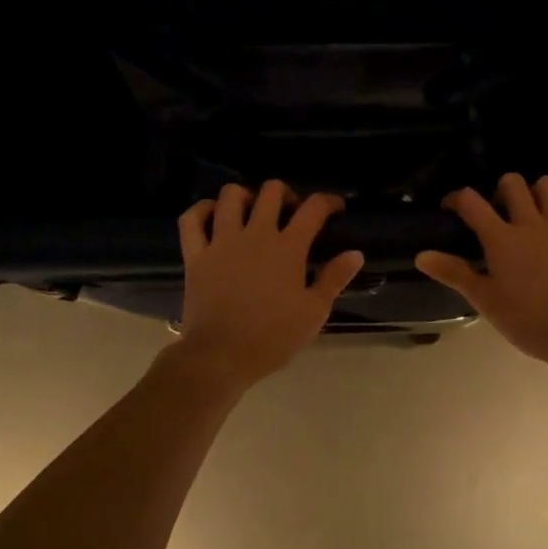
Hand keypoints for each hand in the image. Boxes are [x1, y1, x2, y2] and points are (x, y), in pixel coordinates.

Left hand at [172, 181, 364, 387]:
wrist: (220, 356)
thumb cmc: (272, 337)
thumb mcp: (314, 312)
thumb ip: (335, 278)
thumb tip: (355, 253)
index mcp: (288, 247)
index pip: (313, 209)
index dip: (328, 201)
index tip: (335, 207)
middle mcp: (256, 234)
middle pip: (272, 191)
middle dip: (286, 194)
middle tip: (290, 212)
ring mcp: (222, 241)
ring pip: (230, 196)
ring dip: (245, 196)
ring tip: (252, 211)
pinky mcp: (196, 254)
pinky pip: (192, 219)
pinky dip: (201, 210)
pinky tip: (211, 214)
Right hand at [415, 174, 547, 372]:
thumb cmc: (526, 322)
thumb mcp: (484, 300)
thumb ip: (453, 272)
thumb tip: (421, 255)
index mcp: (502, 239)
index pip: (472, 201)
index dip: (457, 199)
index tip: (451, 209)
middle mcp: (532, 225)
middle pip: (513, 183)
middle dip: (499, 189)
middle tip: (496, 212)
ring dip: (538, 190)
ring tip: (530, 208)